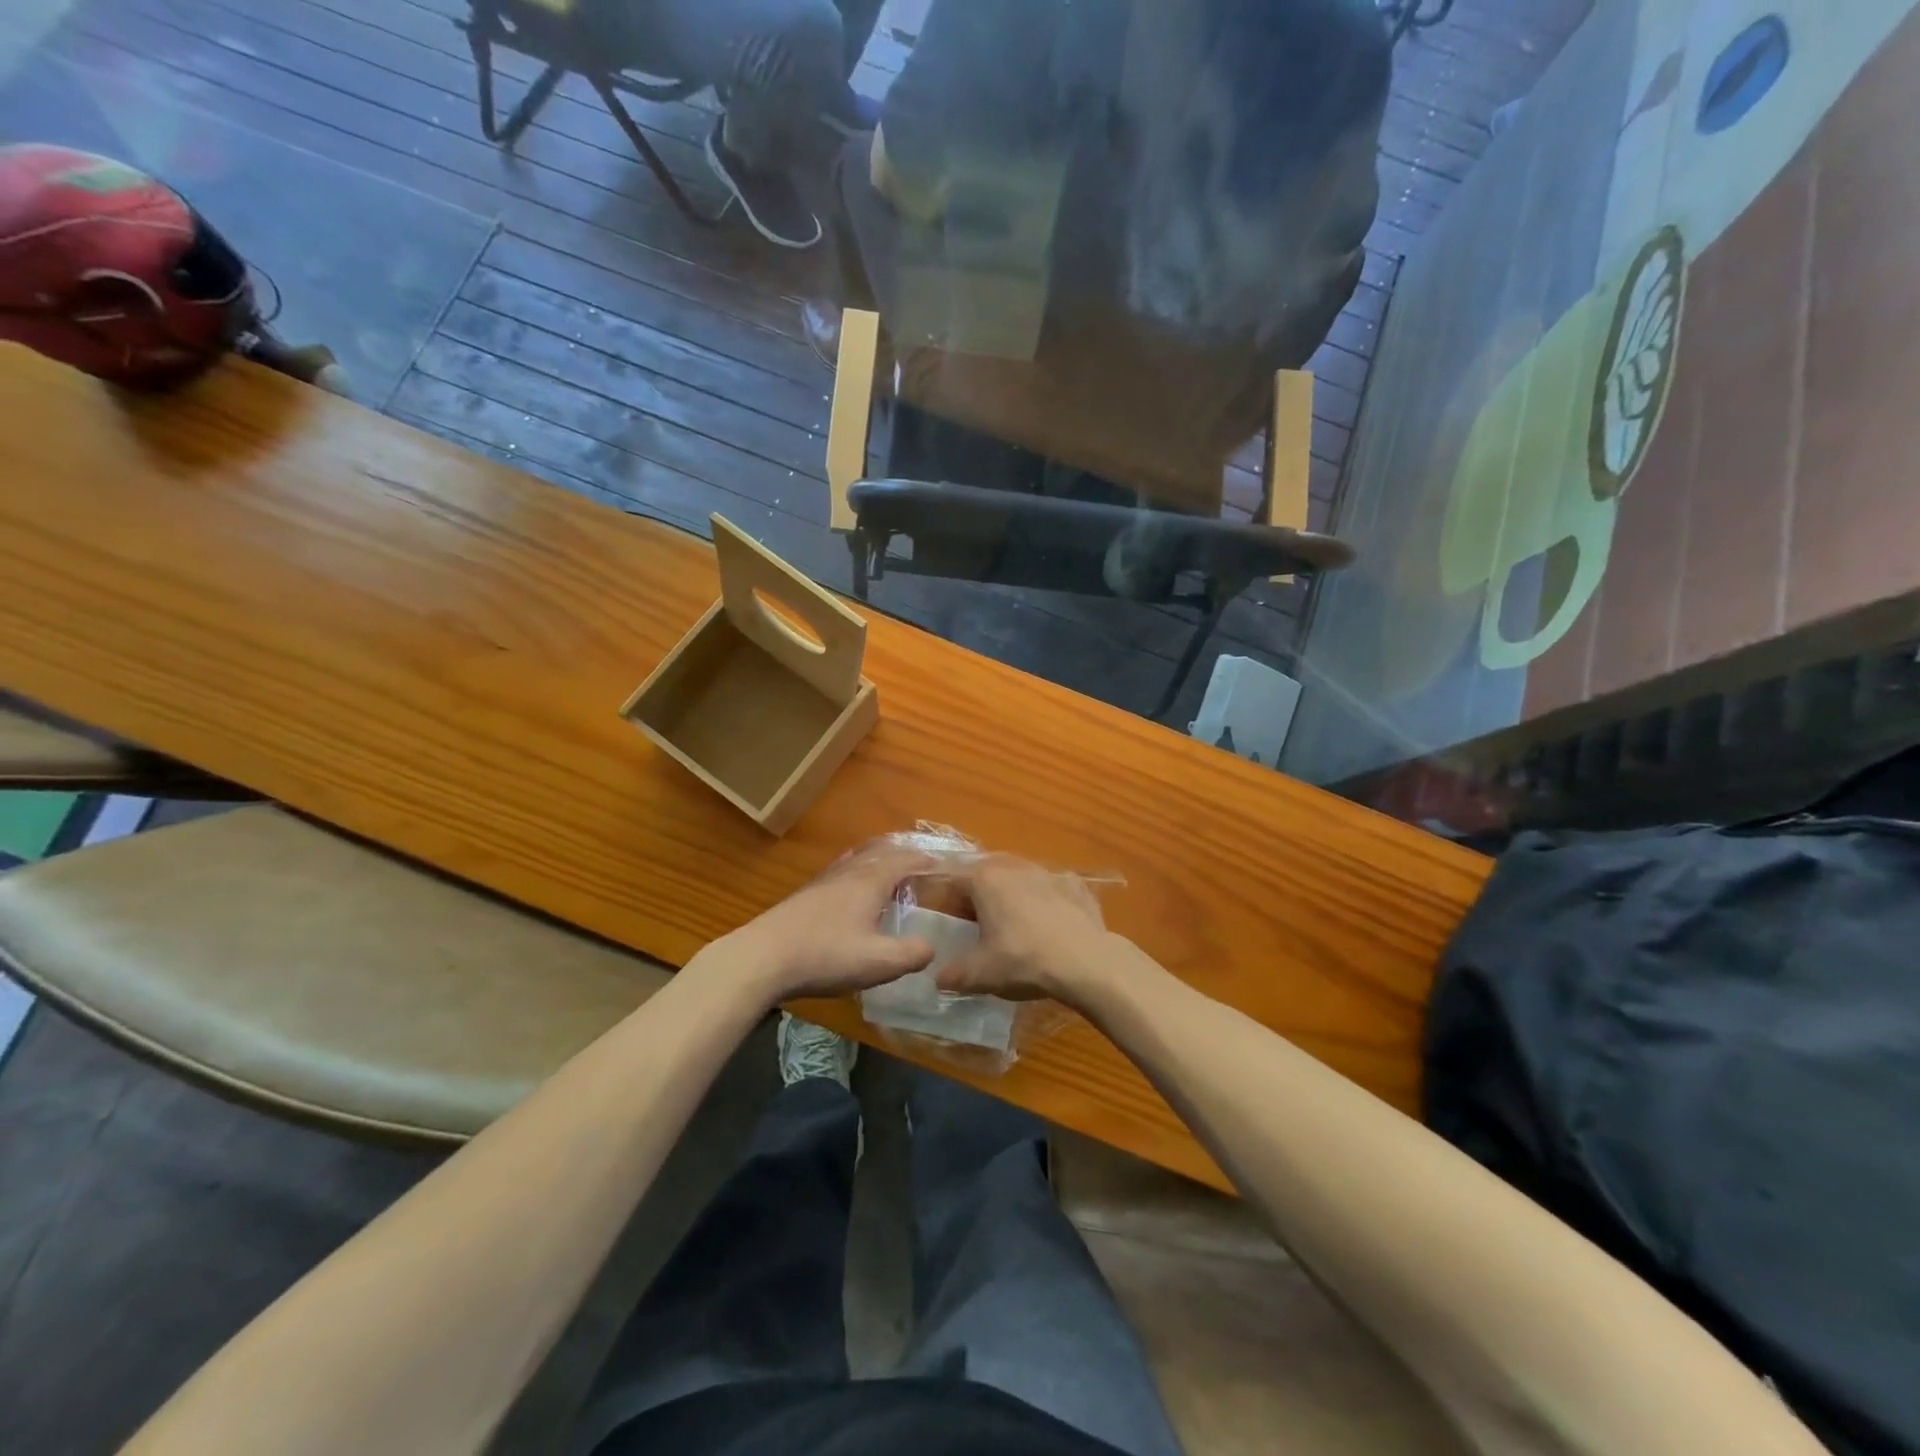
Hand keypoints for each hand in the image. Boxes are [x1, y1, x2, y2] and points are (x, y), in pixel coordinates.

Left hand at [713, 842, 936, 1003]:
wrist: (762, 958)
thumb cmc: (825, 956)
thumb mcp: (878, 962)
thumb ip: (911, 954)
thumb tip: (932, 947)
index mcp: (870, 882)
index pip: (903, 860)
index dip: (924, 861)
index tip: (941, 864)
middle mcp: (848, 873)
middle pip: (879, 852)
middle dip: (902, 855)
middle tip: (919, 863)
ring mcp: (823, 882)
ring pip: (857, 860)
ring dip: (877, 860)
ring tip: (888, 870)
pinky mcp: (805, 896)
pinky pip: (841, 872)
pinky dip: (856, 871)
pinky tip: (849, 890)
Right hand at [935, 856, 1126, 1004]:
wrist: (1086, 962)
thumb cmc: (1023, 961)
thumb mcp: (979, 974)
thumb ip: (953, 974)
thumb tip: (939, 978)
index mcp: (984, 879)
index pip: (952, 877)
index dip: (944, 896)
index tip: (944, 916)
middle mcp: (1014, 866)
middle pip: (986, 872)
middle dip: (978, 893)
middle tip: (976, 921)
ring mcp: (1048, 872)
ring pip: (1021, 877)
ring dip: (1012, 894)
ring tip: (1013, 923)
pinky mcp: (1076, 884)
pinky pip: (1052, 888)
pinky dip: (1047, 901)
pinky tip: (1050, 923)